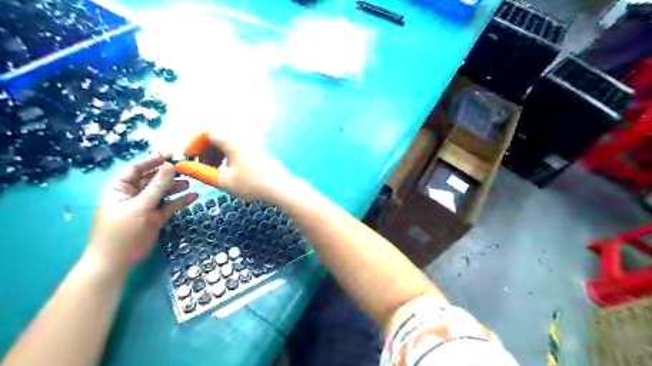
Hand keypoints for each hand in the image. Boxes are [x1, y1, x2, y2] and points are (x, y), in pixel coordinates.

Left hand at [88, 156, 197, 272]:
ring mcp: (145, 207)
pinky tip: (193, 197)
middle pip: (152, 180)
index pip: (136, 169)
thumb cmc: (121, 231)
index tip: (171, 154)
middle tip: (186, 169)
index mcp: (120, 189)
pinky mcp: (155, 218)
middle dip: (168, 174)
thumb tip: (170, 166)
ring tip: (191, 182)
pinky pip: (169, 206)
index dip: (153, 160)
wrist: (116, 261)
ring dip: (176, 187)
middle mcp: (133, 195)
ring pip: (163, 192)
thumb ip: (157, 186)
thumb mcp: (139, 206)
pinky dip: (180, 202)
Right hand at [176, 131, 302, 205]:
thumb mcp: (223, 180)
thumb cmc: (252, 184)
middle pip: (217, 137)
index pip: (206, 132)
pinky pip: (237, 148)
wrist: (281, 188)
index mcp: (232, 140)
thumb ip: (200, 172)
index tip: (188, 157)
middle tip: (200, 167)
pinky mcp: (258, 152)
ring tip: (213, 172)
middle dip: (205, 150)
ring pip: (227, 143)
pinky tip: (228, 172)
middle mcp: (242, 138)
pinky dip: (228, 157)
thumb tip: (181, 166)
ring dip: (216, 154)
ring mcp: (252, 144)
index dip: (193, 144)